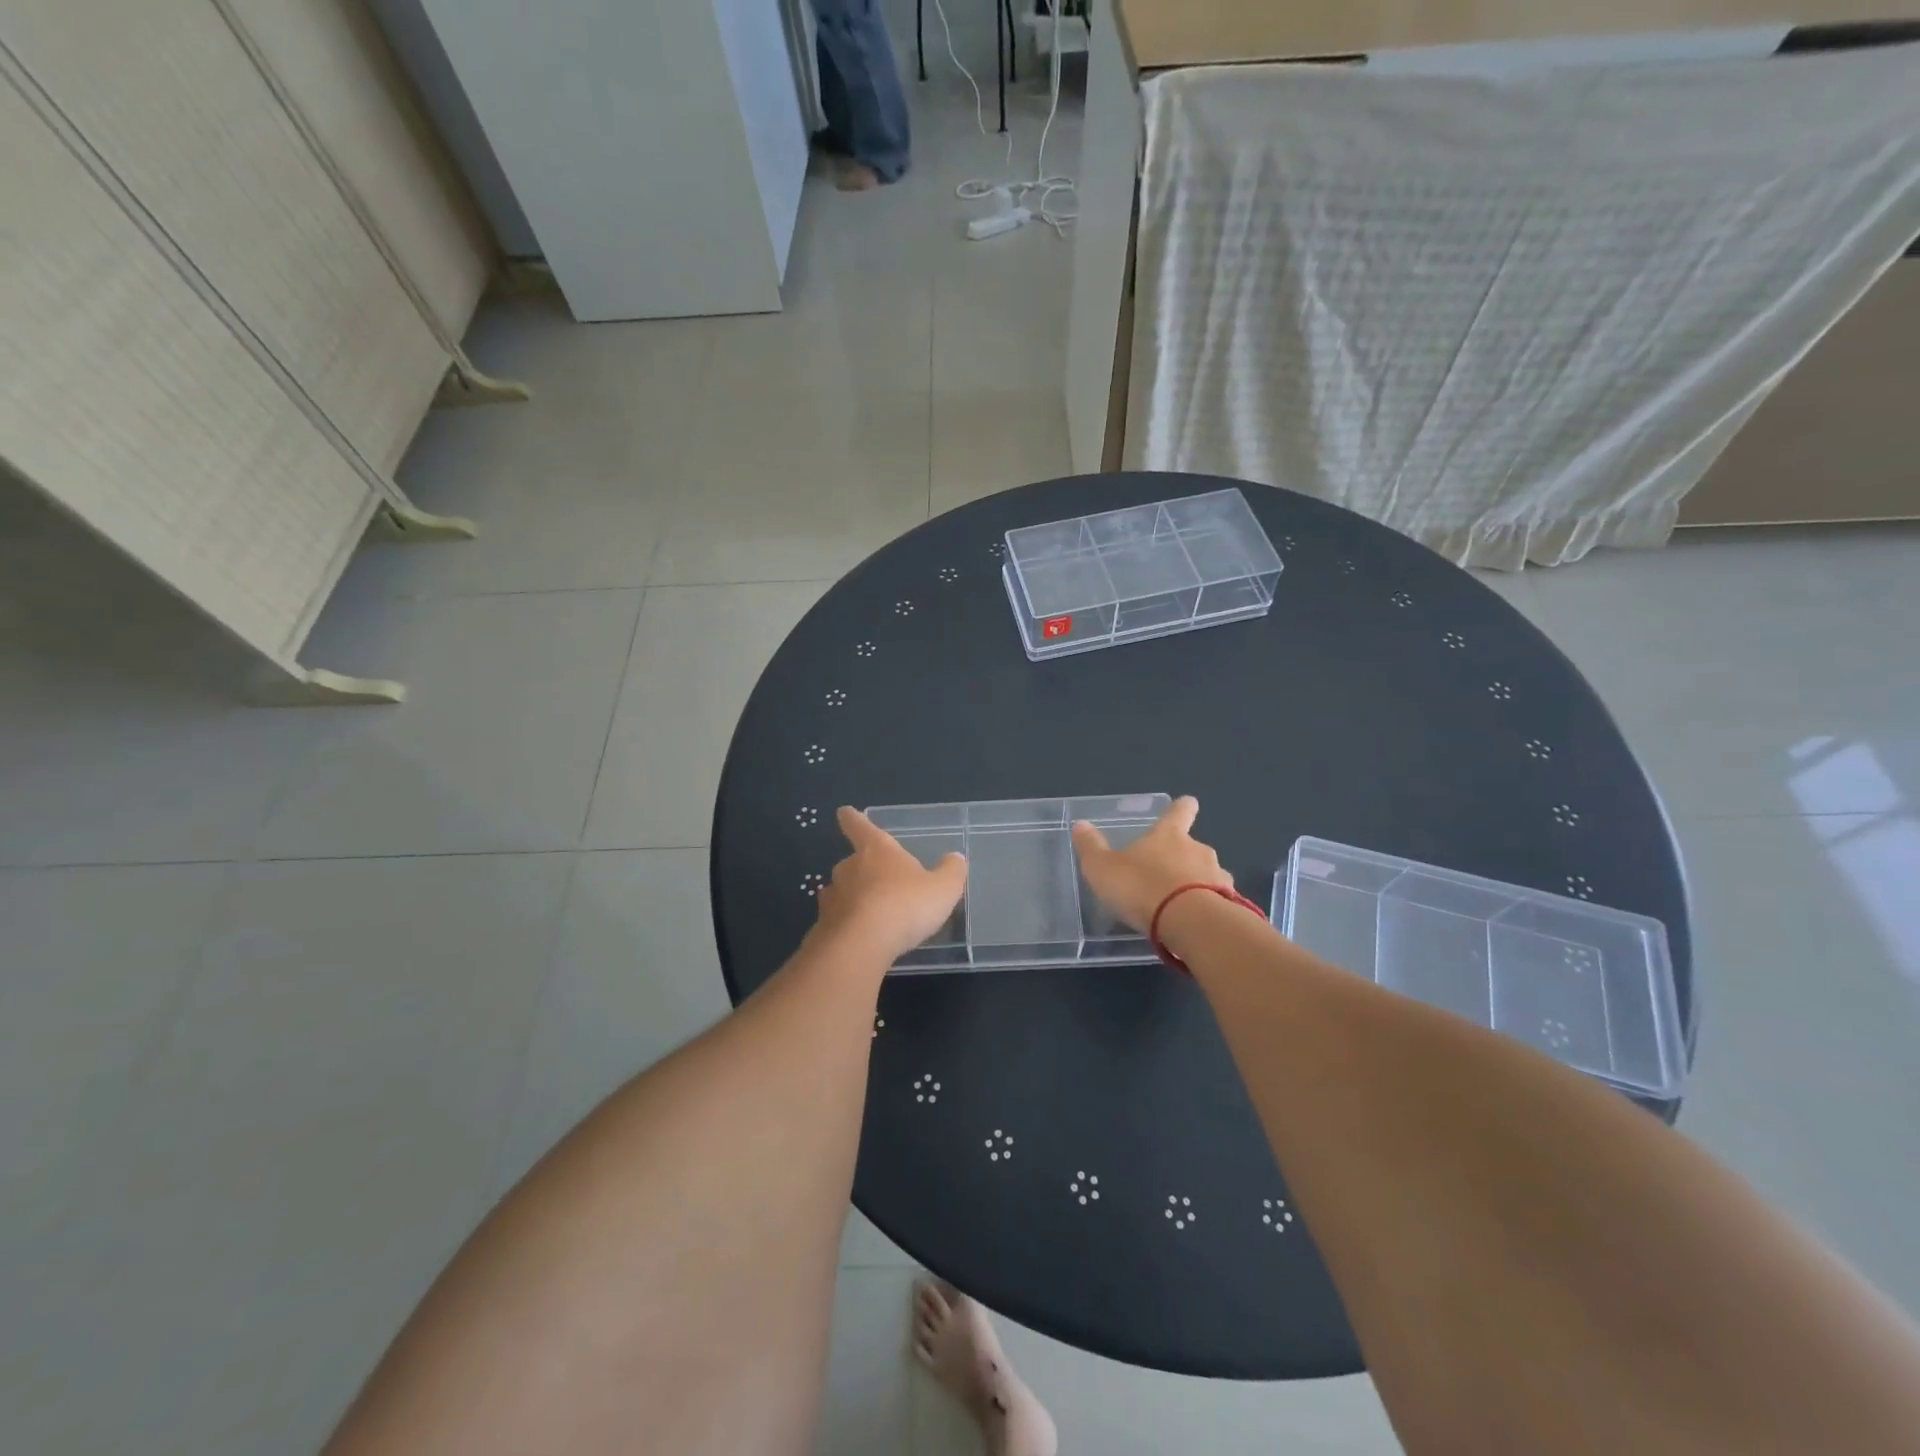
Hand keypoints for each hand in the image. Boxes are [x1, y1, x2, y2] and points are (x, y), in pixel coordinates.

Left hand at [814, 807, 967, 962]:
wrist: (861, 945)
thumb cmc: (906, 906)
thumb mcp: (943, 888)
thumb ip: (951, 871)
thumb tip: (955, 858)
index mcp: (877, 850)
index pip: (860, 826)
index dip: (853, 819)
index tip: (844, 811)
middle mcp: (850, 867)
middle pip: (852, 862)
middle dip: (863, 870)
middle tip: (880, 883)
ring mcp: (833, 896)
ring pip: (841, 891)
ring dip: (853, 897)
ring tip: (869, 912)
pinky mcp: (824, 925)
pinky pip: (835, 919)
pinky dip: (844, 923)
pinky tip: (856, 936)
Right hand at [1072, 796, 1229, 931]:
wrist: (1190, 923)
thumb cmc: (1142, 887)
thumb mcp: (1103, 868)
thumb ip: (1091, 847)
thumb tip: (1080, 825)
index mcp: (1169, 835)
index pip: (1179, 811)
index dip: (1181, 808)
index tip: (1185, 805)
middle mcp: (1198, 850)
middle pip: (1193, 847)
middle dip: (1183, 858)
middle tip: (1164, 876)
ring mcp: (1219, 877)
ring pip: (1209, 876)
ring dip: (1198, 885)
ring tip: (1180, 906)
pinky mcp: (1231, 906)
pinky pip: (1218, 903)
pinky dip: (1208, 909)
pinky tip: (1195, 924)